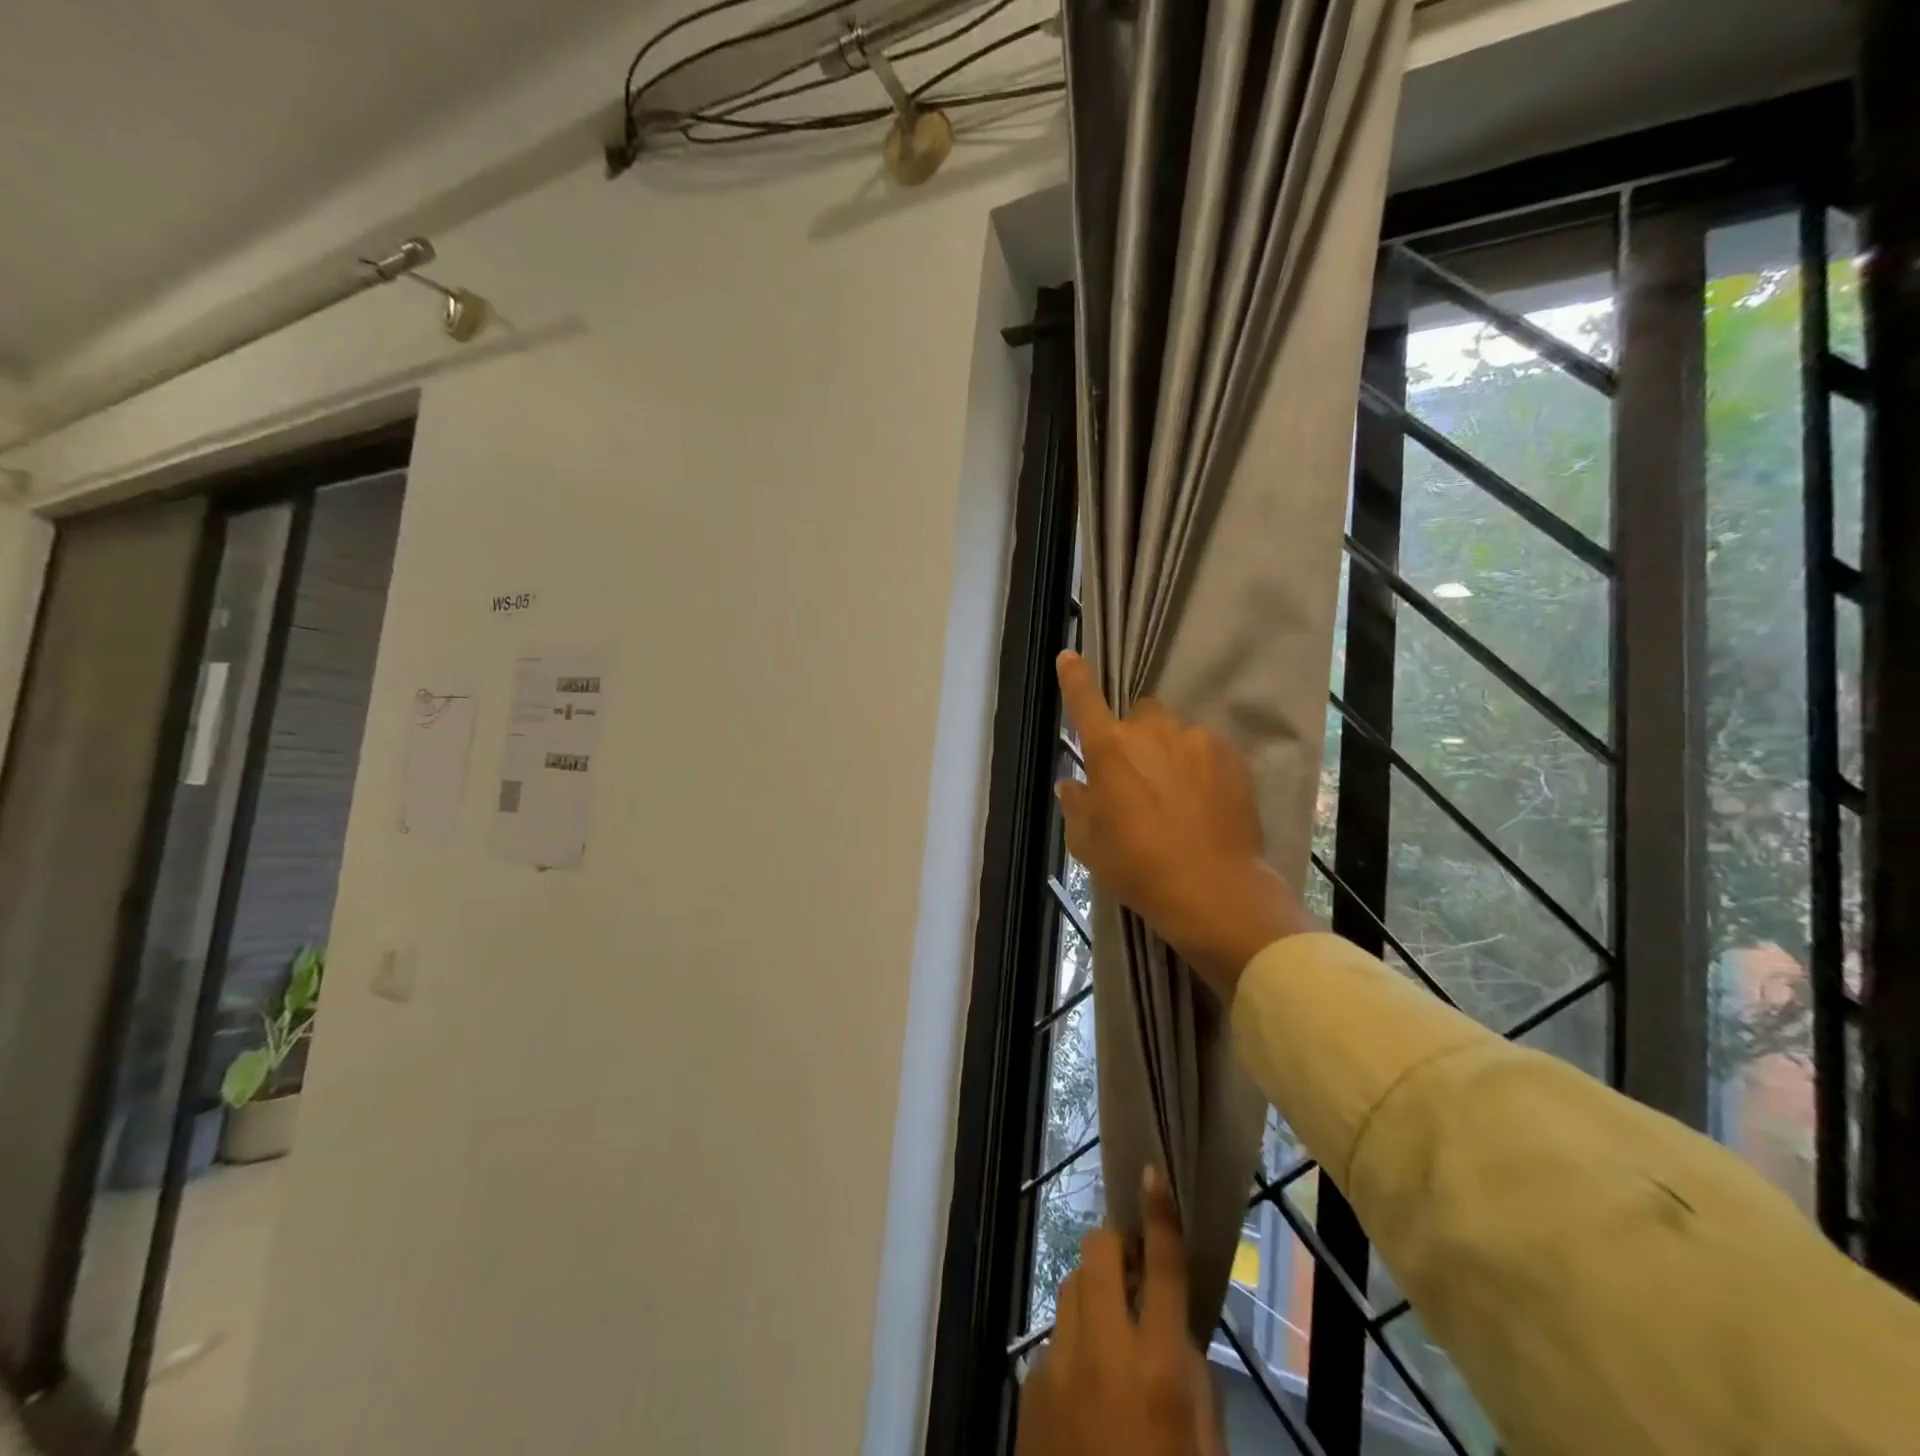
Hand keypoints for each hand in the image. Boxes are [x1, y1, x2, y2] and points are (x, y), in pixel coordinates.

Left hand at [1020, 1169, 1223, 1455]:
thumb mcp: (1204, 1450)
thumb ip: (1193, 1381)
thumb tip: (1174, 1329)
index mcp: (1157, 1369)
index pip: (1161, 1270)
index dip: (1159, 1216)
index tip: (1152, 1173)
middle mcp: (1102, 1352)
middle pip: (1097, 1255)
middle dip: (1115, 1247)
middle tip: (1132, 1268)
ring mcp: (1057, 1364)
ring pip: (1070, 1288)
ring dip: (1093, 1295)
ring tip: (1112, 1333)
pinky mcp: (1029, 1385)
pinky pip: (1054, 1339)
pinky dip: (1073, 1345)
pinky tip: (1087, 1389)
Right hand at [1054, 651, 1312, 999]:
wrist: (1213, 889)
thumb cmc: (1138, 867)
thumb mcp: (1089, 844)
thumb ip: (1076, 805)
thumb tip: (1072, 783)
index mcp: (1110, 750)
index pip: (1085, 702)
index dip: (1075, 678)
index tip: (1069, 656)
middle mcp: (1153, 733)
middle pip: (1140, 715)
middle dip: (1137, 736)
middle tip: (1140, 776)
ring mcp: (1198, 741)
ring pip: (1177, 734)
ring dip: (1171, 753)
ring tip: (1179, 797)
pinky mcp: (1233, 757)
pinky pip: (1208, 751)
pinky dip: (1202, 768)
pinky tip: (1205, 804)